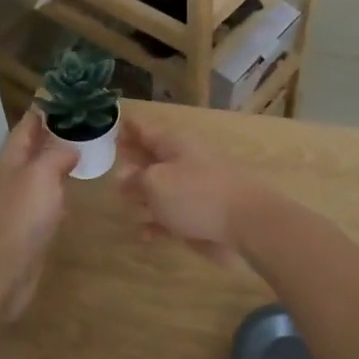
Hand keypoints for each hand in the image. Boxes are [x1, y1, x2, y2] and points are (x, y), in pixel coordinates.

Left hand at [0, 111, 78, 320]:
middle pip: (33, 147)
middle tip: (88, 123)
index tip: (71, 96)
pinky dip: (59, 191)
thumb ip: (57, 155)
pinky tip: (73, 193)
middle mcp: (10, 176)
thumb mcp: (41, 175)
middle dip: (56, 134)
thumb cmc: (20, 217)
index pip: (28, 124)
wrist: (1, 272)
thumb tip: (70, 148)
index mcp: (9, 159)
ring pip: (40, 173)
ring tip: (86, 152)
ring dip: (58, 162)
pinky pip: (45, 199)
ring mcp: (16, 203)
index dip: (48, 109)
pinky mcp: (26, 226)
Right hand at [116, 116, 262, 270]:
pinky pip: (173, 218)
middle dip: (133, 161)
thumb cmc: (196, 194)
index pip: (145, 130)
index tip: (112, 124)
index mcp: (174, 145)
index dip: (128, 127)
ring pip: (162, 189)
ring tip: (122, 199)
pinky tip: (143, 233)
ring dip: (143, 194)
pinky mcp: (201, 218)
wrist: (246, 223)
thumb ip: (135, 179)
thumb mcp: (156, 183)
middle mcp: (184, 163)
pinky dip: (158, 223)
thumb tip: (124, 178)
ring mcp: (195, 191)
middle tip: (112, 164)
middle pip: (153, 159)